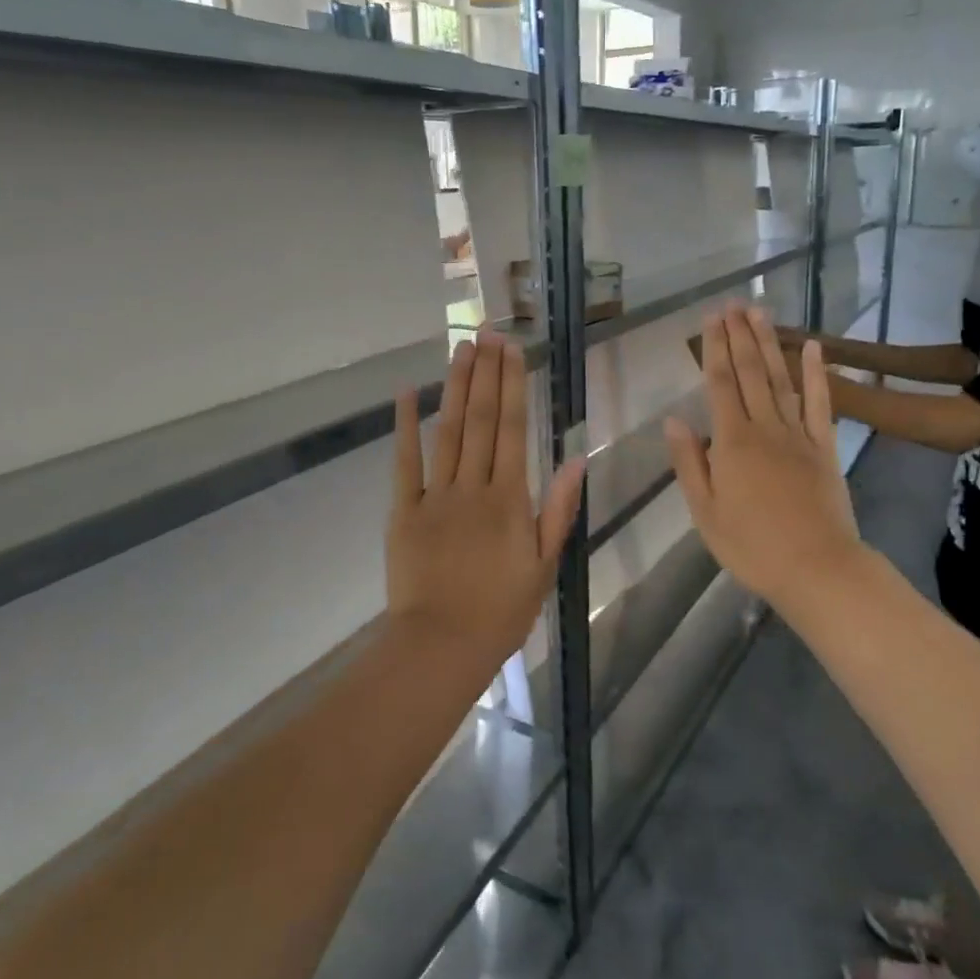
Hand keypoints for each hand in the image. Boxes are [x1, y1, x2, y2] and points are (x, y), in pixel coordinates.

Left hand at [387, 333, 584, 663]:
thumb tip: (575, 459)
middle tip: (487, 333)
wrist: (442, 645)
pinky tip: (406, 393)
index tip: (513, 351)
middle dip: (486, 373)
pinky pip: (405, 463)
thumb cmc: (501, 611)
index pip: (512, 430)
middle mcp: (473, 487)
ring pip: (448, 431)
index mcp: (509, 499)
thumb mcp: (544, 565)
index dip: (513, 386)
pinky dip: (404, 427)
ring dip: (455, 387)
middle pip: (480, 420)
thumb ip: (559, 509)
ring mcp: (435, 496)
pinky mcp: (404, 510)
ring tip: (461, 350)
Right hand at [667, 303, 863, 612]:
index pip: (719, 384)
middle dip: (739, 336)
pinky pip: (820, 404)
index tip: (710, 319)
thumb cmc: (752, 546)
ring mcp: (799, 435)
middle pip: (750, 373)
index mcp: (732, 442)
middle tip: (733, 304)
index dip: (713, 349)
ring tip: (760, 313)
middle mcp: (765, 428)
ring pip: (781, 379)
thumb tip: (674, 419)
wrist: (817, 568)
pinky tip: (815, 348)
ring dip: (770, 344)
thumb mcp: (705, 511)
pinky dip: (817, 374)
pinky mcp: (825, 447)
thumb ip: (689, 462)